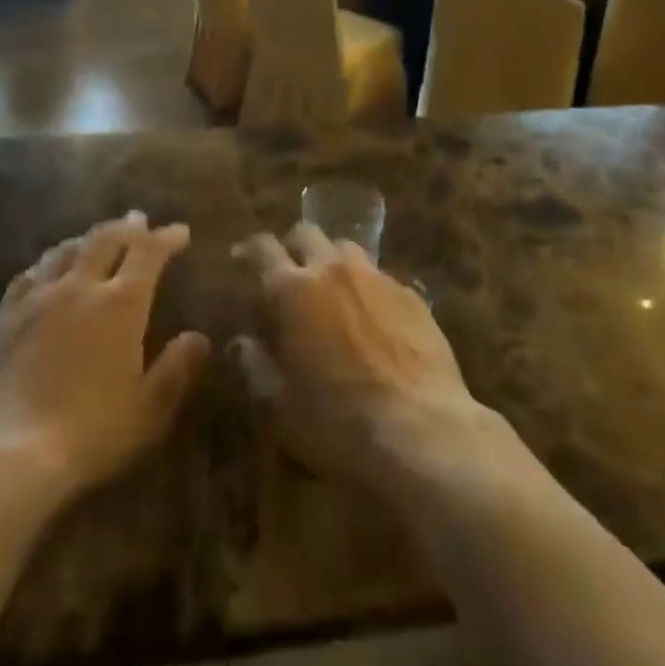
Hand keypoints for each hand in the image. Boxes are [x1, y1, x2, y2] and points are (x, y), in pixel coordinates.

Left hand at [0, 213, 211, 503]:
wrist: (6, 454)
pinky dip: (50, 261)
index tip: (181, 232)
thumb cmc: (89, 434)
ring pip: (66, 250)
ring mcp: (37, 298)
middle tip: (139, 221)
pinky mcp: (4, 316)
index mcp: (121, 304)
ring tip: (97, 238)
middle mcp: (80, 287)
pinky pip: (30, 273)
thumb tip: (198, 337)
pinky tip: (48, 268)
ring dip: (88, 238)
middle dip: (127, 228)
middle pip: (106, 240)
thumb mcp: (149, 410)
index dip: (166, 238)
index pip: (148, 253)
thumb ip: (177, 369)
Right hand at [231, 224, 499, 486]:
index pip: (263, 249)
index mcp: (292, 291)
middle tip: (289, 272)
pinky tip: (371, 317)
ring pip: (346, 248)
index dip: (249, 249)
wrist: (422, 432)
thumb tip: (244, 342)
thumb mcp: (281, 406)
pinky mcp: (411, 294)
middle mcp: (332, 270)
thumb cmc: (338, 423)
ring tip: (331, 290)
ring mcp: (376, 278)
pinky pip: (379, 276)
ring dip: (331, 261)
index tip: (241, 257)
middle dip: (293, 246)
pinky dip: (366, 287)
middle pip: (307, 233)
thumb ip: (257, 366)